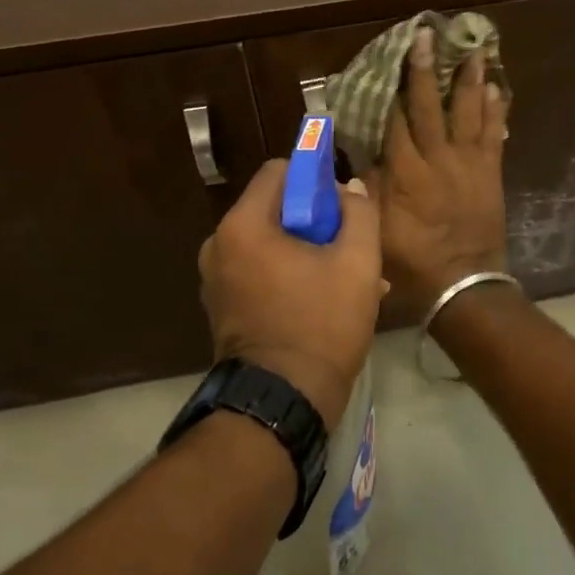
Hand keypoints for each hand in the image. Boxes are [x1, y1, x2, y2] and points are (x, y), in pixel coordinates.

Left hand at [198, 160, 382, 430]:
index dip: (315, 178)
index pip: (279, 171)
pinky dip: (287, 274)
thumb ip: (359, 213)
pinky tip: (323, 300)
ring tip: (344, 278)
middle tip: (348, 246)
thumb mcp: (357, 263)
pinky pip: (258, 271)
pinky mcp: (221, 307)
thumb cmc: (321, 324)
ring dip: (306, 250)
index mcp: (243, 225)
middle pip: (274, 208)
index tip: (342, 205)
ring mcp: (215, 279)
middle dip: (315, 220)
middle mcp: (218, 244)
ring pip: (269, 242)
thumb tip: (350, 189)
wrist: (281, 403)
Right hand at [373, 26, 510, 308]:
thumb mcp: (376, 229)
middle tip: (426, 36)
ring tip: (473, 50)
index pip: (393, 119)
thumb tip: (358, 154)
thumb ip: (367, 189)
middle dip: (424, 69)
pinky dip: (496, 111)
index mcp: (406, 171)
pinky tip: (498, 90)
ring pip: (468, 112)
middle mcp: (438, 158)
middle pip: (428, 106)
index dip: (387, 87)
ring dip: (469, 80)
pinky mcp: (490, 172)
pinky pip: (494, 135)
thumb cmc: (412, 260)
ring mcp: (468, 163)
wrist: (463, 284)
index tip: (385, 58)